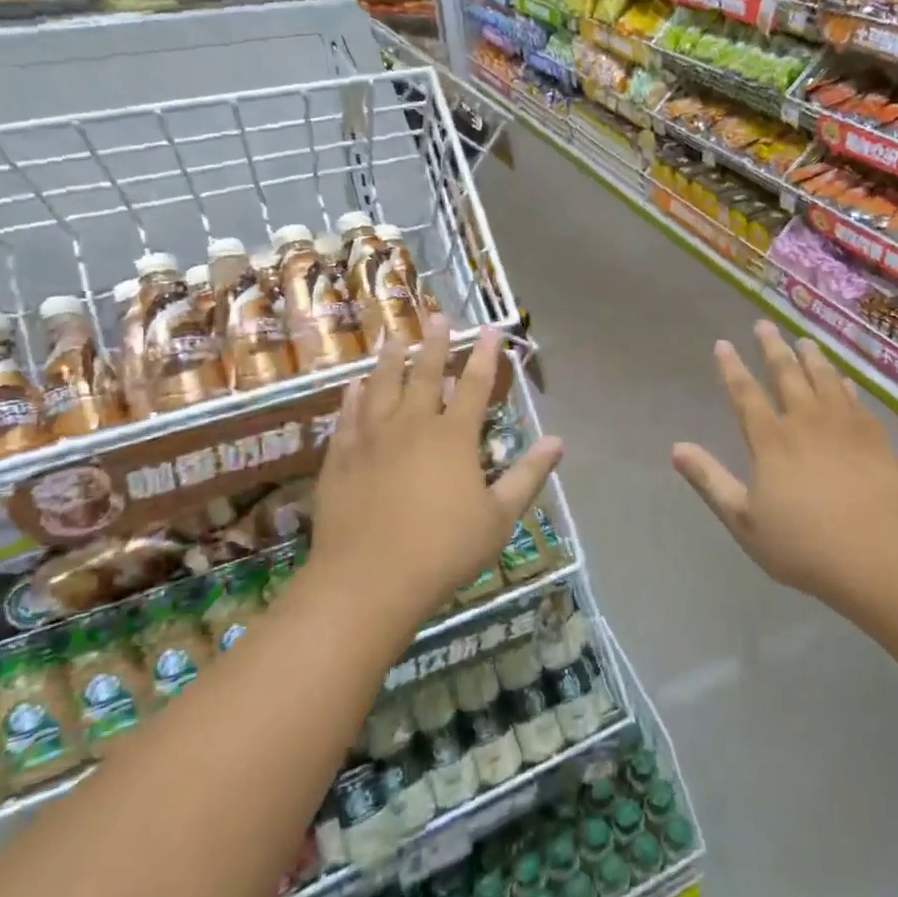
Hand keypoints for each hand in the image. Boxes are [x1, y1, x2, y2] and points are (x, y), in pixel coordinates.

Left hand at [309, 317, 562, 624]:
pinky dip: (352, 397)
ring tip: (393, 337)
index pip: (473, 385)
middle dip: (433, 344)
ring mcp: (371, 440)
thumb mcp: (499, 517)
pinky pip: (347, 417)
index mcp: (453, 437)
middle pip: (423, 374)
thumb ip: (528, 475)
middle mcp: (411, 426)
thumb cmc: (444, 550)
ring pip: (380, 387)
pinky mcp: (340, 459)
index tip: (490, 330)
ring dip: (389, 360)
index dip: (484, 355)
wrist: (368, 581)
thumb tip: (557, 441)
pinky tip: (353, 386)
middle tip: (435, 316)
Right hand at [671, 321, 897, 604]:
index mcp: (771, 440)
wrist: (876, 554)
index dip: (732, 368)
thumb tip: (677, 448)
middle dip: (772, 348)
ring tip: (804, 340)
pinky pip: (855, 398)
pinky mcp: (874, 436)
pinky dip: (845, 383)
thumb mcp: (743, 520)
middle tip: (764, 324)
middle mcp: (806, 421)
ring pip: (824, 378)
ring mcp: (844, 425)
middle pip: (786, 374)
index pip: (745, 393)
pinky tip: (844, 378)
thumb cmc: (802, 544)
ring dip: (811, 357)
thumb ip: (710, 480)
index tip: (724, 344)